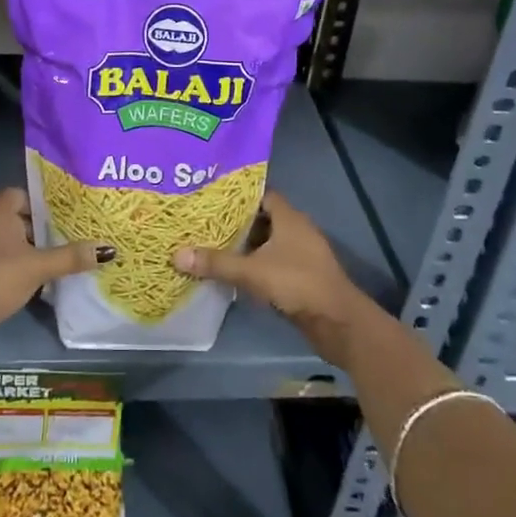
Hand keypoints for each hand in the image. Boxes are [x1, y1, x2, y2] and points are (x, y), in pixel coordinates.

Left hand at [0, 188, 110, 342]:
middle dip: (35, 228)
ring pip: (0, 237)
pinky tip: (22, 279)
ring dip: (20, 247)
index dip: (41, 205)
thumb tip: (108, 249)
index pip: (21, 194)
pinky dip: (5, 262)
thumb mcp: (39, 267)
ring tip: (46, 261)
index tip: (61, 219)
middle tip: (60, 240)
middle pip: (12, 216)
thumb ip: (71, 256)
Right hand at [173, 191, 378, 364]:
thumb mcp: (252, 271)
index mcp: (289, 217)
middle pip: (262, 218)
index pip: (261, 194)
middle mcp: (296, 230)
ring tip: (212, 245)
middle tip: (204, 222)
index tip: (211, 197)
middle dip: (236, 221)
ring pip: (268, 242)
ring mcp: (301, 254)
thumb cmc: (297, 283)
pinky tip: (234, 272)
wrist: (338, 322)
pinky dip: (255, 264)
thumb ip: (216, 263)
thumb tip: (177, 254)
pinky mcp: (301, 276)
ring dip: (245, 245)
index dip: (238, 195)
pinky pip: (273, 262)